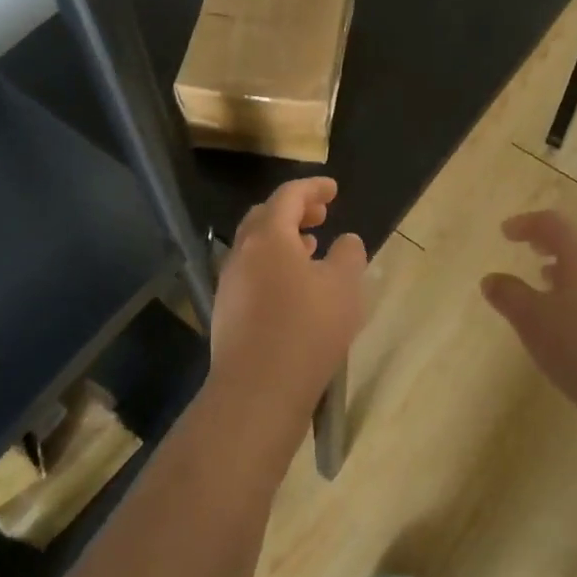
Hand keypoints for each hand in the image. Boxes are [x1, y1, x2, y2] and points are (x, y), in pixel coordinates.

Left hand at [206, 178, 367, 457]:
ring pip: (256, 248)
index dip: (313, 187)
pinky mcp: (228, 312)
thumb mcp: (344, 286)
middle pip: (265, 218)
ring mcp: (230, 284)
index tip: (333, 189)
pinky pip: (252, 275)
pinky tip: (294, 290)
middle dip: (294, 211)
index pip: (288, 195)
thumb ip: (348, 254)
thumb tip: (346, 241)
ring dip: (283, 240)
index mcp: (268, 236)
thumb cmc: (307, 328)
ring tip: (311, 248)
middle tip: (321, 215)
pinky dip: (274, 267)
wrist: (258, 390)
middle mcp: (242, 253)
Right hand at [481, 210, 576, 433]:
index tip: (505, 232)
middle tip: (532, 249)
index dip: (526, 223)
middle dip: (553, 241)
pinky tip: (574, 318)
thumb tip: (491, 279)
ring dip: (570, 266)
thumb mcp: (532, 321)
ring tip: (547, 281)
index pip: (552, 223)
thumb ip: (509, 295)